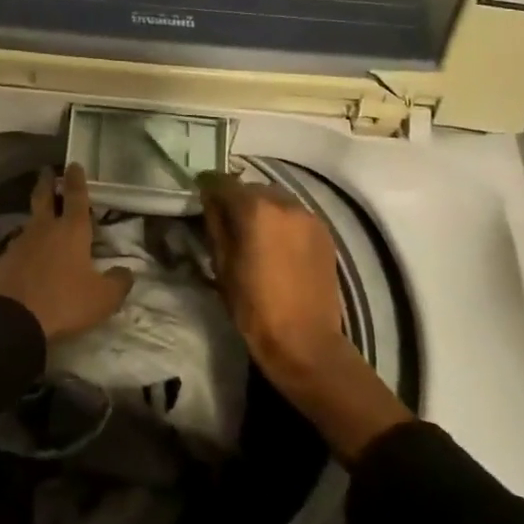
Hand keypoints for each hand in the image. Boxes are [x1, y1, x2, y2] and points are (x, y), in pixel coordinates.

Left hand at [0, 165, 133, 340]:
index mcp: (71, 231)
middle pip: (44, 198)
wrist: (11, 319)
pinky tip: (29, 253)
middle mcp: (44, 229)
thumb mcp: (102, 298)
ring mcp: (20, 243)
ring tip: (42, 216)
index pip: (75, 197)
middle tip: (47, 171)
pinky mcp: (4, 260)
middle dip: (47, 183)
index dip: (76, 180)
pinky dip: (27, 244)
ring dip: (37, 215)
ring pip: (31, 221)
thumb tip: (127, 271)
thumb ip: (118, 282)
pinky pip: (19, 246)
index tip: (73, 164)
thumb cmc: (63, 302)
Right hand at [199, 173, 411, 461]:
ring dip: (260, 207)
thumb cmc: (253, 306)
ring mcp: (309, 216)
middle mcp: (285, 203)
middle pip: (251, 187)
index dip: (207, 187)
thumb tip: (210, 202)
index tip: (199, 197)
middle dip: (236, 198)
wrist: (305, 341)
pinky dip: (281, 220)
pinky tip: (275, 242)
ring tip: (251, 231)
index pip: (222, 182)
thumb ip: (215, 225)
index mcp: (255, 209)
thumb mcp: (222, 265)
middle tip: (224, 218)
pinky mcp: (325, 233)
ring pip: (276, 198)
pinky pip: (295, 214)